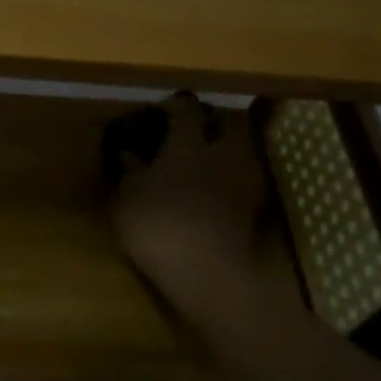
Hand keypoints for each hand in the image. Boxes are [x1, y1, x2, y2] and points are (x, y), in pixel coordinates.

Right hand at [107, 93, 298, 326]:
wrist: (207, 275)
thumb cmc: (159, 227)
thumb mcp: (127, 199)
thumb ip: (129, 172)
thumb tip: (128, 153)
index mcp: (189, 145)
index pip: (186, 109)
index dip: (173, 106)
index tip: (160, 110)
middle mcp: (222, 154)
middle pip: (229, 122)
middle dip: (212, 121)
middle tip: (193, 129)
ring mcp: (243, 181)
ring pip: (242, 149)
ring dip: (226, 148)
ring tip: (205, 158)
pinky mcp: (253, 209)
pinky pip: (244, 178)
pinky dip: (231, 176)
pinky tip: (215, 187)